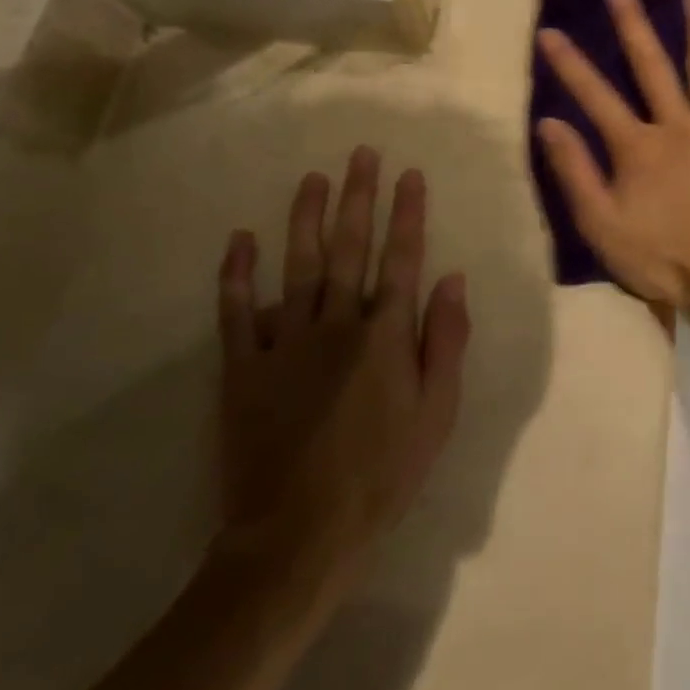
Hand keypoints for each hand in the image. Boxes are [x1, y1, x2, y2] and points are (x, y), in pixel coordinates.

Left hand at [214, 148, 468, 622]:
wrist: (298, 536)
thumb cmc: (381, 474)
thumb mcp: (436, 414)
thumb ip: (446, 342)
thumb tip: (452, 280)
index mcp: (385, 335)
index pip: (401, 258)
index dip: (407, 213)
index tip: (409, 174)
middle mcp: (337, 324)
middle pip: (350, 248)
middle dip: (358, 197)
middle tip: (361, 153)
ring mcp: (285, 343)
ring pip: (297, 266)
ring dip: (305, 218)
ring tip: (312, 178)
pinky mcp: (243, 369)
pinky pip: (237, 313)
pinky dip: (237, 275)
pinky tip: (240, 239)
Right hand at [536, 0, 689, 313]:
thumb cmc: (662, 259)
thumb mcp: (602, 225)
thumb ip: (576, 172)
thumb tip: (549, 122)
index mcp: (638, 147)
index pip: (595, 96)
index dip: (570, 63)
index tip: (550, 31)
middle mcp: (678, 125)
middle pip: (652, 68)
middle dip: (633, 27)